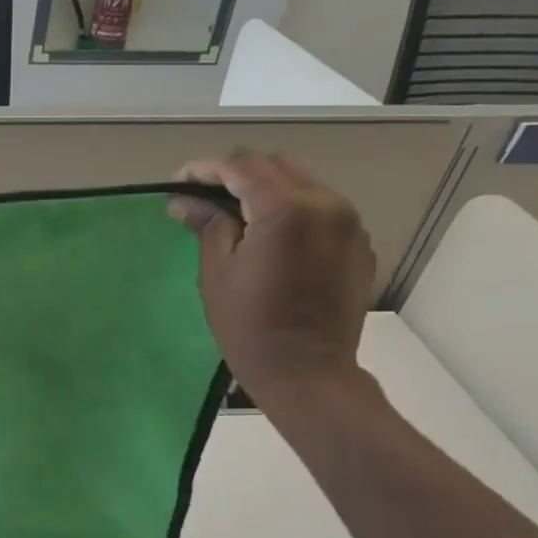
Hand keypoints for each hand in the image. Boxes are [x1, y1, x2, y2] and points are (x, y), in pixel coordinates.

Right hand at [167, 151, 375, 410]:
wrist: (308, 372)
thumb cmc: (249, 327)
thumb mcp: (216, 274)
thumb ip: (207, 225)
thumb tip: (183, 200)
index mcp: (285, 210)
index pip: (241, 167)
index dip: (205, 170)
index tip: (179, 183)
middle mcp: (326, 204)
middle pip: (276, 165)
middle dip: (237, 174)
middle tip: (205, 197)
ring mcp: (349, 223)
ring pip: (302, 183)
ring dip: (266, 189)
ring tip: (236, 214)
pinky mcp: (359, 243)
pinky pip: (322, 209)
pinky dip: (293, 210)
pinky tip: (271, 238)